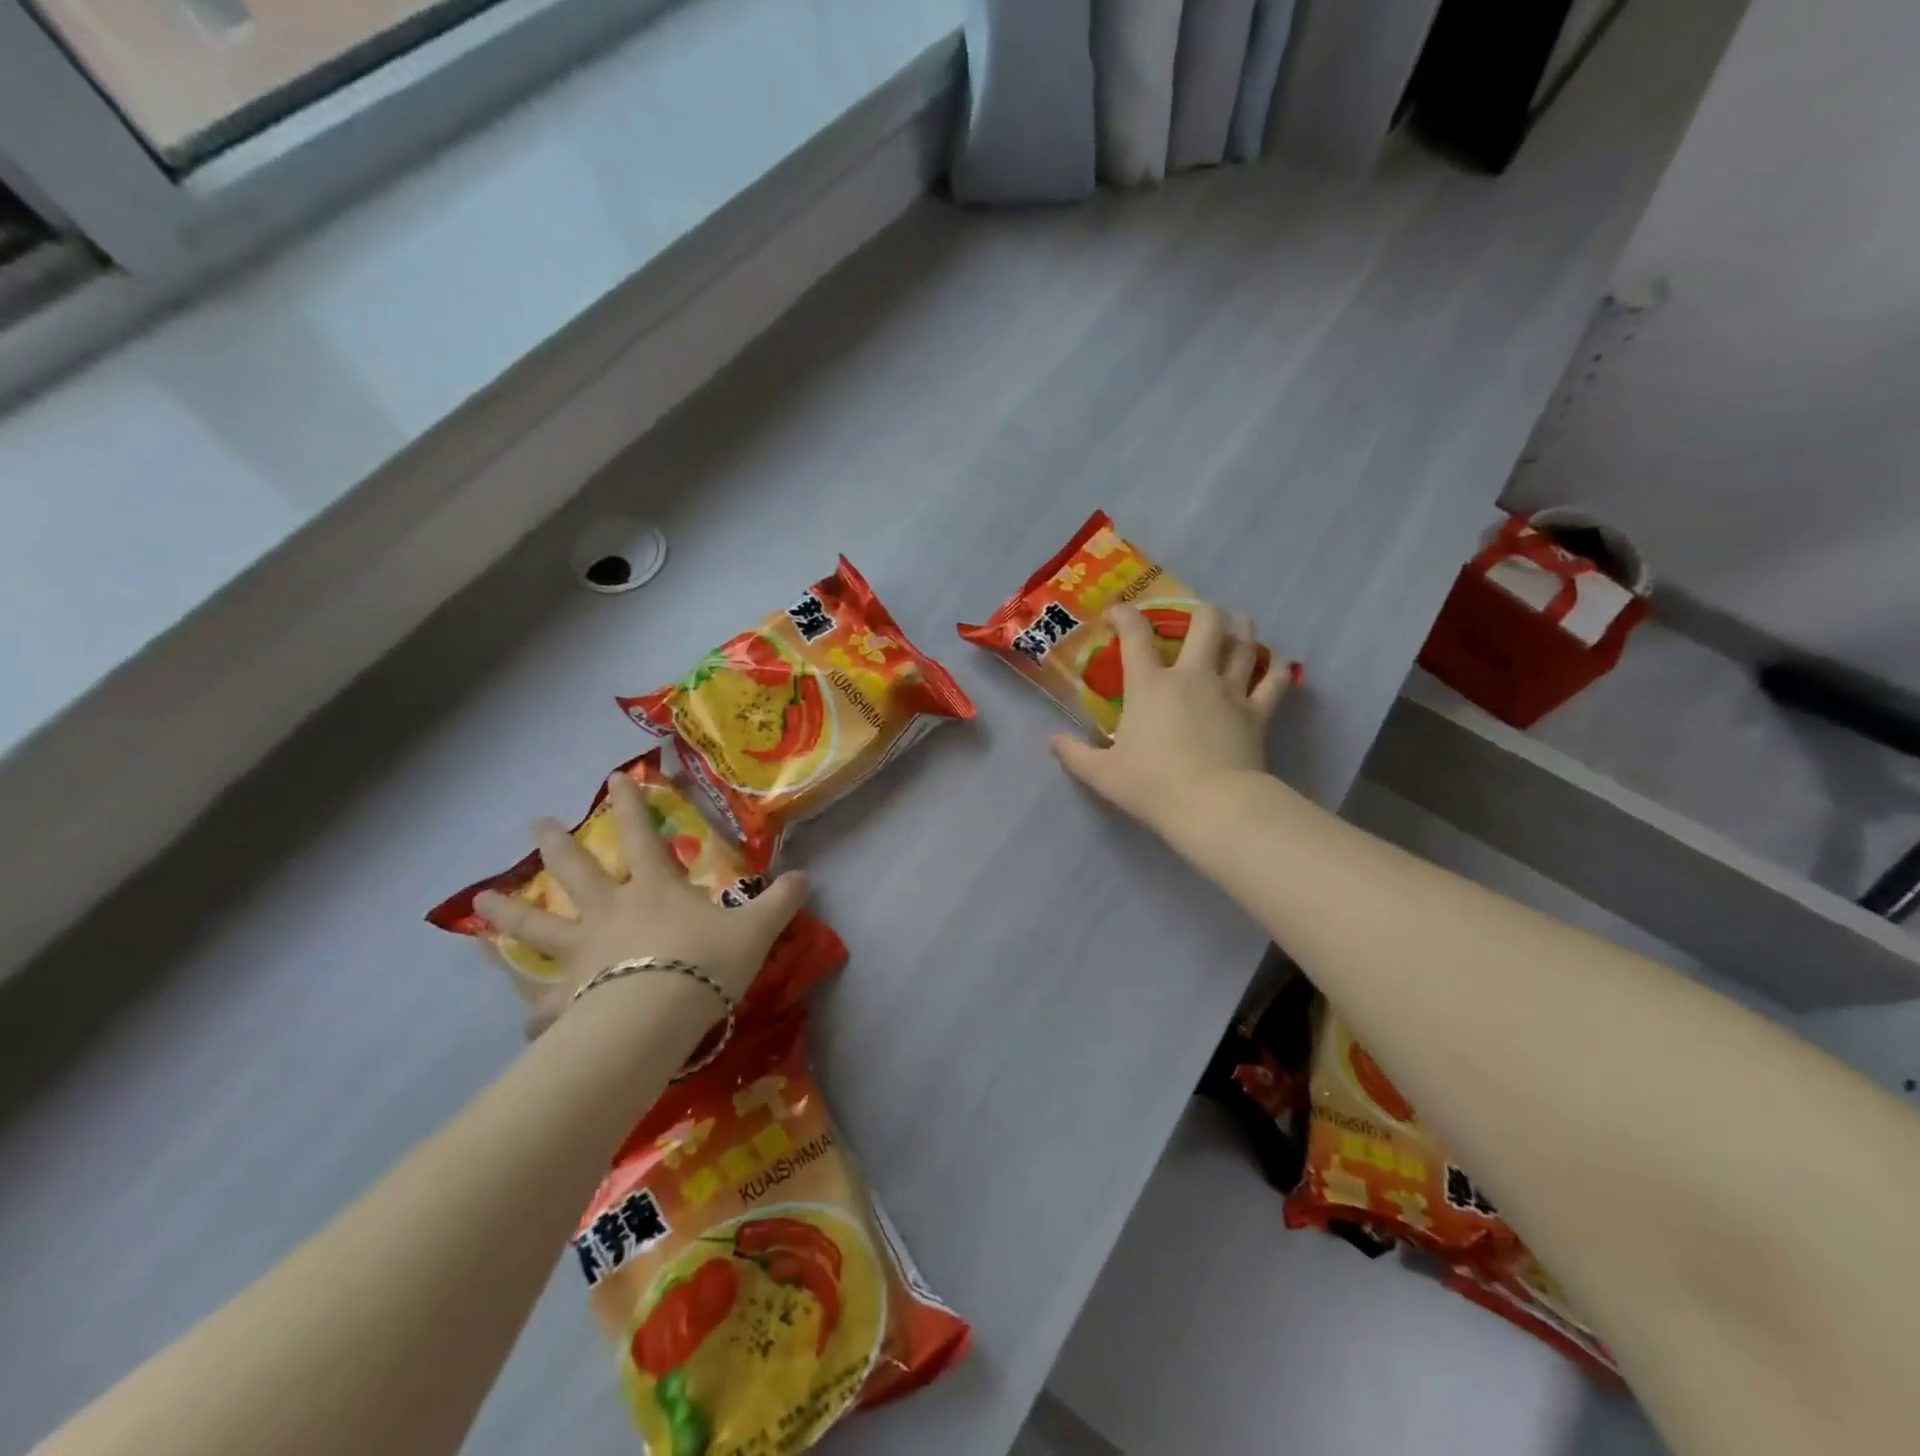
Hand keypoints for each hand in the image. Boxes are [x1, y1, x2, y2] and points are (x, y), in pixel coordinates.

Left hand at [474, 772, 808, 1035]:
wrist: (656, 1018)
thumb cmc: (705, 965)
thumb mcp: (756, 930)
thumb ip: (780, 902)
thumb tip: (808, 876)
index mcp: (655, 891)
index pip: (643, 836)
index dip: (632, 805)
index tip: (615, 778)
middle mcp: (611, 912)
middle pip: (578, 871)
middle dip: (558, 844)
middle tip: (535, 823)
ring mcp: (581, 953)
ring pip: (538, 926)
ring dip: (509, 913)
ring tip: (479, 901)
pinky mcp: (566, 997)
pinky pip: (541, 999)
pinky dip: (530, 1005)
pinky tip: (517, 1014)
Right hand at [1051, 602, 1293, 842]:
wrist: (1211, 806)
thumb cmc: (1152, 785)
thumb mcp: (1101, 773)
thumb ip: (1074, 754)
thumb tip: (1052, 740)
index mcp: (1151, 685)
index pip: (1135, 637)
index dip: (1125, 616)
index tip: (1118, 612)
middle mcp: (1192, 676)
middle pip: (1205, 624)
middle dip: (1202, 611)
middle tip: (1199, 614)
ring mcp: (1230, 691)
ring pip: (1243, 645)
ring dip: (1242, 629)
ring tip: (1240, 624)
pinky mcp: (1258, 712)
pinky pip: (1275, 681)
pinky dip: (1278, 667)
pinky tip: (1278, 661)